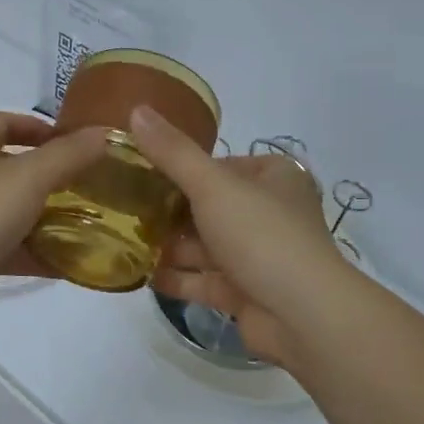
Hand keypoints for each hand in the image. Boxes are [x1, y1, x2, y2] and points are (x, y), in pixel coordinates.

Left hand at [0, 111, 110, 336]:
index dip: (37, 126)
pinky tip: (63, 265)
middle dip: (47, 175)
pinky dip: (31, 252)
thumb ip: (69, 155)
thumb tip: (104, 133)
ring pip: (8, 210)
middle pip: (8, 167)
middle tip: (86, 186)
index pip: (3, 121)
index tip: (72, 141)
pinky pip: (4, 248)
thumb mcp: (30, 177)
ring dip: (42, 216)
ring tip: (83, 225)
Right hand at [129, 107, 350, 367]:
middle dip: (168, 210)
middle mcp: (267, 214)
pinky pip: (202, 281)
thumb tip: (136, 108)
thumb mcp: (212, 185)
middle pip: (208, 207)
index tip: (139, 171)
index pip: (219, 165)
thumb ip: (172, 152)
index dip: (180, 168)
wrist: (303, 315)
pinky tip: (139, 274)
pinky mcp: (244, 293)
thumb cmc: (261, 236)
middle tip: (122, 207)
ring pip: (203, 246)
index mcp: (272, 178)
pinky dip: (175, 277)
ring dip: (167, 245)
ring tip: (121, 239)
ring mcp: (257, 256)